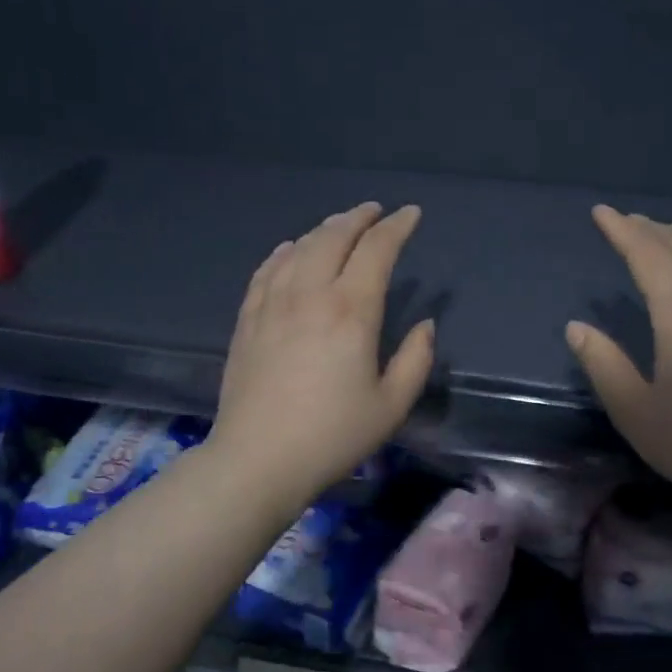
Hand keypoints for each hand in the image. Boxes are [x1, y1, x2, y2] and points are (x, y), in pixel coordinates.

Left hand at [209, 202, 434, 505]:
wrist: (258, 460)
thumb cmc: (333, 436)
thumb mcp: (391, 405)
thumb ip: (416, 360)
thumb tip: (424, 325)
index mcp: (351, 311)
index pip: (377, 250)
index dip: (396, 227)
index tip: (411, 214)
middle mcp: (310, 294)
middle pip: (334, 237)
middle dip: (358, 218)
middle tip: (375, 212)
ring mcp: (273, 304)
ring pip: (299, 248)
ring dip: (324, 229)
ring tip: (340, 226)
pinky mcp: (248, 320)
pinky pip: (267, 270)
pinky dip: (284, 252)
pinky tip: (290, 250)